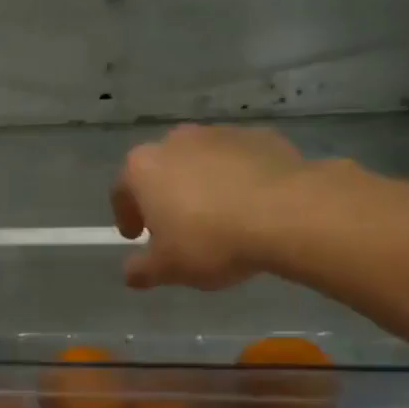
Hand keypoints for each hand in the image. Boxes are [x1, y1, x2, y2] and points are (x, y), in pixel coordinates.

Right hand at [111, 125, 306, 289]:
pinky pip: (237, 162)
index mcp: (144, 168)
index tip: (136, 237)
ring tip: (218, 219)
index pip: (121, 191)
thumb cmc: (211, 241)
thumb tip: (130, 273)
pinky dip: (236, 179)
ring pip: (200, 162)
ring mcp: (219, 134)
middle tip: (175, 229)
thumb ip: (142, 270)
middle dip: (163, 197)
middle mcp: (176, 141)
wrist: (286, 213)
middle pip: (160, 171)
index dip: (126, 217)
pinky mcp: (258, 137)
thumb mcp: (168, 268)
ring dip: (201, 186)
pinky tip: (250, 207)